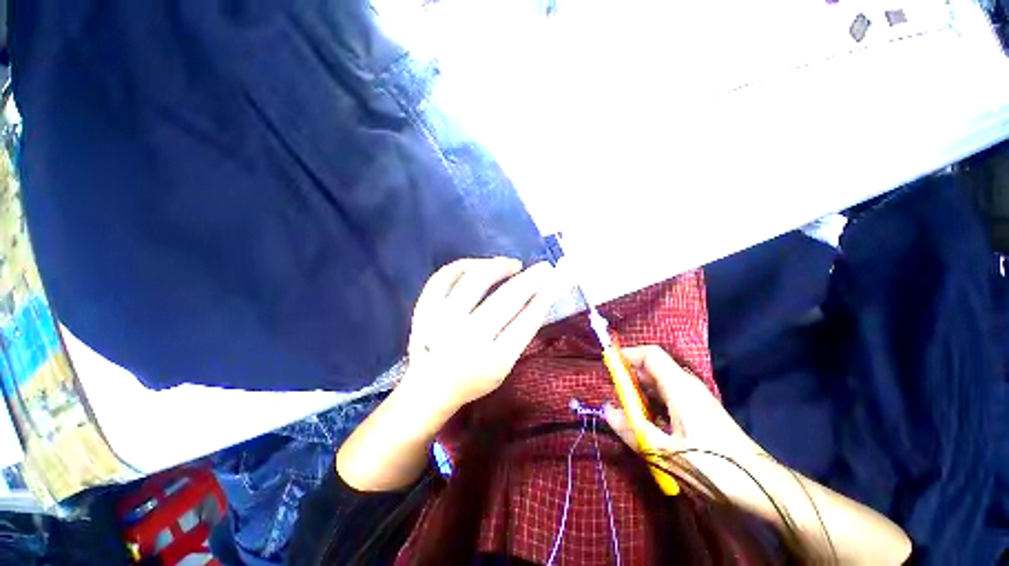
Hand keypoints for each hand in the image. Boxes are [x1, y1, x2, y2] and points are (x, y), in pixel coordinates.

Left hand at [402, 257, 559, 412]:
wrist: (429, 387)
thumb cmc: (473, 378)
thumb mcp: (503, 366)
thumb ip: (519, 334)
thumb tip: (536, 296)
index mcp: (492, 360)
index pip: (526, 322)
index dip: (543, 297)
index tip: (554, 281)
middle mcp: (467, 338)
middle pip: (506, 298)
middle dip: (531, 279)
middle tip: (544, 267)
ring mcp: (442, 320)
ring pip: (475, 279)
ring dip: (498, 266)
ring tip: (513, 264)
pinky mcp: (425, 309)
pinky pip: (445, 276)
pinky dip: (465, 265)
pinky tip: (480, 265)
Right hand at [603, 345, 764, 462]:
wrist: (761, 485)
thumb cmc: (714, 466)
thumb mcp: (666, 453)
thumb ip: (633, 429)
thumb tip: (606, 409)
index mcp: (680, 387)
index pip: (650, 354)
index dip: (627, 355)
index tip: (608, 366)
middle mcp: (687, 385)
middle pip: (653, 367)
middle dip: (630, 377)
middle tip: (615, 397)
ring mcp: (695, 397)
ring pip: (660, 382)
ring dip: (641, 392)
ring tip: (629, 413)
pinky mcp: (699, 409)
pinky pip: (669, 395)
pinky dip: (653, 403)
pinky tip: (650, 424)